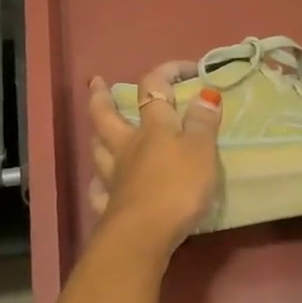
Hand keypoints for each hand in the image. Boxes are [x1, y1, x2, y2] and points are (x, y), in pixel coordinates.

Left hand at [85, 62, 222, 253]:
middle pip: (107, 116)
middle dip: (102, 97)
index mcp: (153, 129)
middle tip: (96, 83)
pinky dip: (99, 183)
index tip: (187, 68)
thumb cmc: (178, 187)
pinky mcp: (110, 206)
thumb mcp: (201, 151)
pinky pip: (99, 190)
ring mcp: (114, 177)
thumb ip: (203, 122)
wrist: (145, 234)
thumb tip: (205, 92)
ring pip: (98, 150)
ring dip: (98, 137)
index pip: (154, 89)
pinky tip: (101, 183)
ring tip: (98, 131)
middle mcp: (128, 147)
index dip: (167, 72)